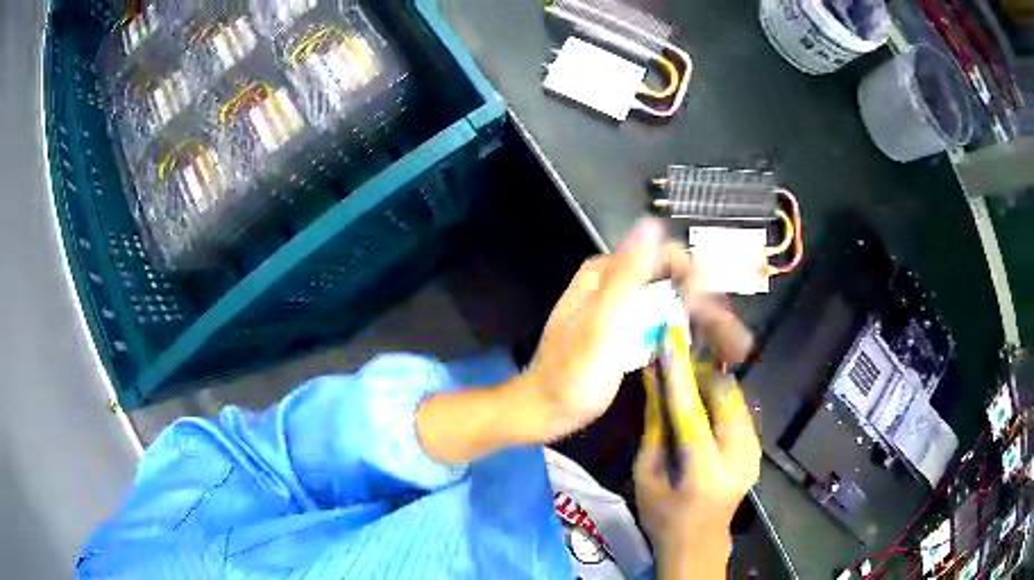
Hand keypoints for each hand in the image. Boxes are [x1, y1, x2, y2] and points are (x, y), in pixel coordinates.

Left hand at [521, 218, 753, 441]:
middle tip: (737, 342)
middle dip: (707, 308)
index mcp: (607, 273)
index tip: (714, 311)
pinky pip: (663, 325)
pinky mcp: (627, 332)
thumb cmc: (572, 373)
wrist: (546, 410)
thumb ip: (628, 274)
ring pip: (673, 304)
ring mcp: (623, 309)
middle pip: (673, 283)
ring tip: (736, 349)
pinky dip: (687, 336)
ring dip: (704, 324)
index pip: (665, 257)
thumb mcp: (601, 323)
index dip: (695, 279)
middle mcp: (617, 283)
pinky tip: (710, 351)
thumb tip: (651, 223)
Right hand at [634, 362, 760, 578]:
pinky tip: (704, 407)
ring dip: (712, 385)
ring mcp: (754, 454)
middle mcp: (738, 459)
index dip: (679, 373)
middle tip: (677, 369)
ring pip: (737, 398)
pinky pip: (740, 410)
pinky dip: (720, 400)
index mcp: (704, 473)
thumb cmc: (663, 516)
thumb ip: (654, 427)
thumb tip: (654, 380)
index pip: (692, 413)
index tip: (670, 338)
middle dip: (701, 374)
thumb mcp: (646, 475)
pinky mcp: (758, 450)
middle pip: (726, 395)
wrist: (699, 542)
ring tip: (688, 388)